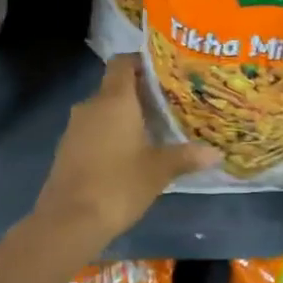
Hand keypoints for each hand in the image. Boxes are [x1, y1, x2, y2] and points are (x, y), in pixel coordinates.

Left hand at [34, 56, 219, 247]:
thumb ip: (186, 156)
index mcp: (114, 100)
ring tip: (154, 129)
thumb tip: (215, 153)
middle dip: (140, 94)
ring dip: (124, 116)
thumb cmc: (119, 185)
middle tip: (169, 104)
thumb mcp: (159, 170)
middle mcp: (91, 105)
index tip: (164, 72)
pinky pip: (93, 130)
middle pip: (115, 87)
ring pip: (103, 110)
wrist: (69, 220)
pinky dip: (110, 134)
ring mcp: (75, 127)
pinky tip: (128, 154)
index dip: (141, 62)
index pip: (123, 63)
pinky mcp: (67, 149)